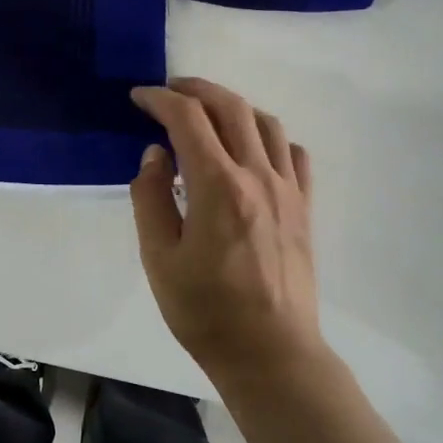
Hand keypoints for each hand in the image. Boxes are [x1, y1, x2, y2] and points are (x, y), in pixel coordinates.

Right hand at [129, 78, 326, 385]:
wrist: (270, 353)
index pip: (187, 119)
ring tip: (208, 113)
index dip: (160, 99)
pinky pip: (292, 153)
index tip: (138, 98)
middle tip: (169, 90)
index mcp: (217, 186)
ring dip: (233, 106)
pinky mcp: (304, 208)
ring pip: (265, 123)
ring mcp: (287, 190)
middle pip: (230, 107)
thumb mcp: (159, 259)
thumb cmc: (205, 312)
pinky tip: (252, 150)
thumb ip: (151, 198)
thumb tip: (155, 154)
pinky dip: (269, 137)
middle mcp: (257, 175)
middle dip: (196, 89)